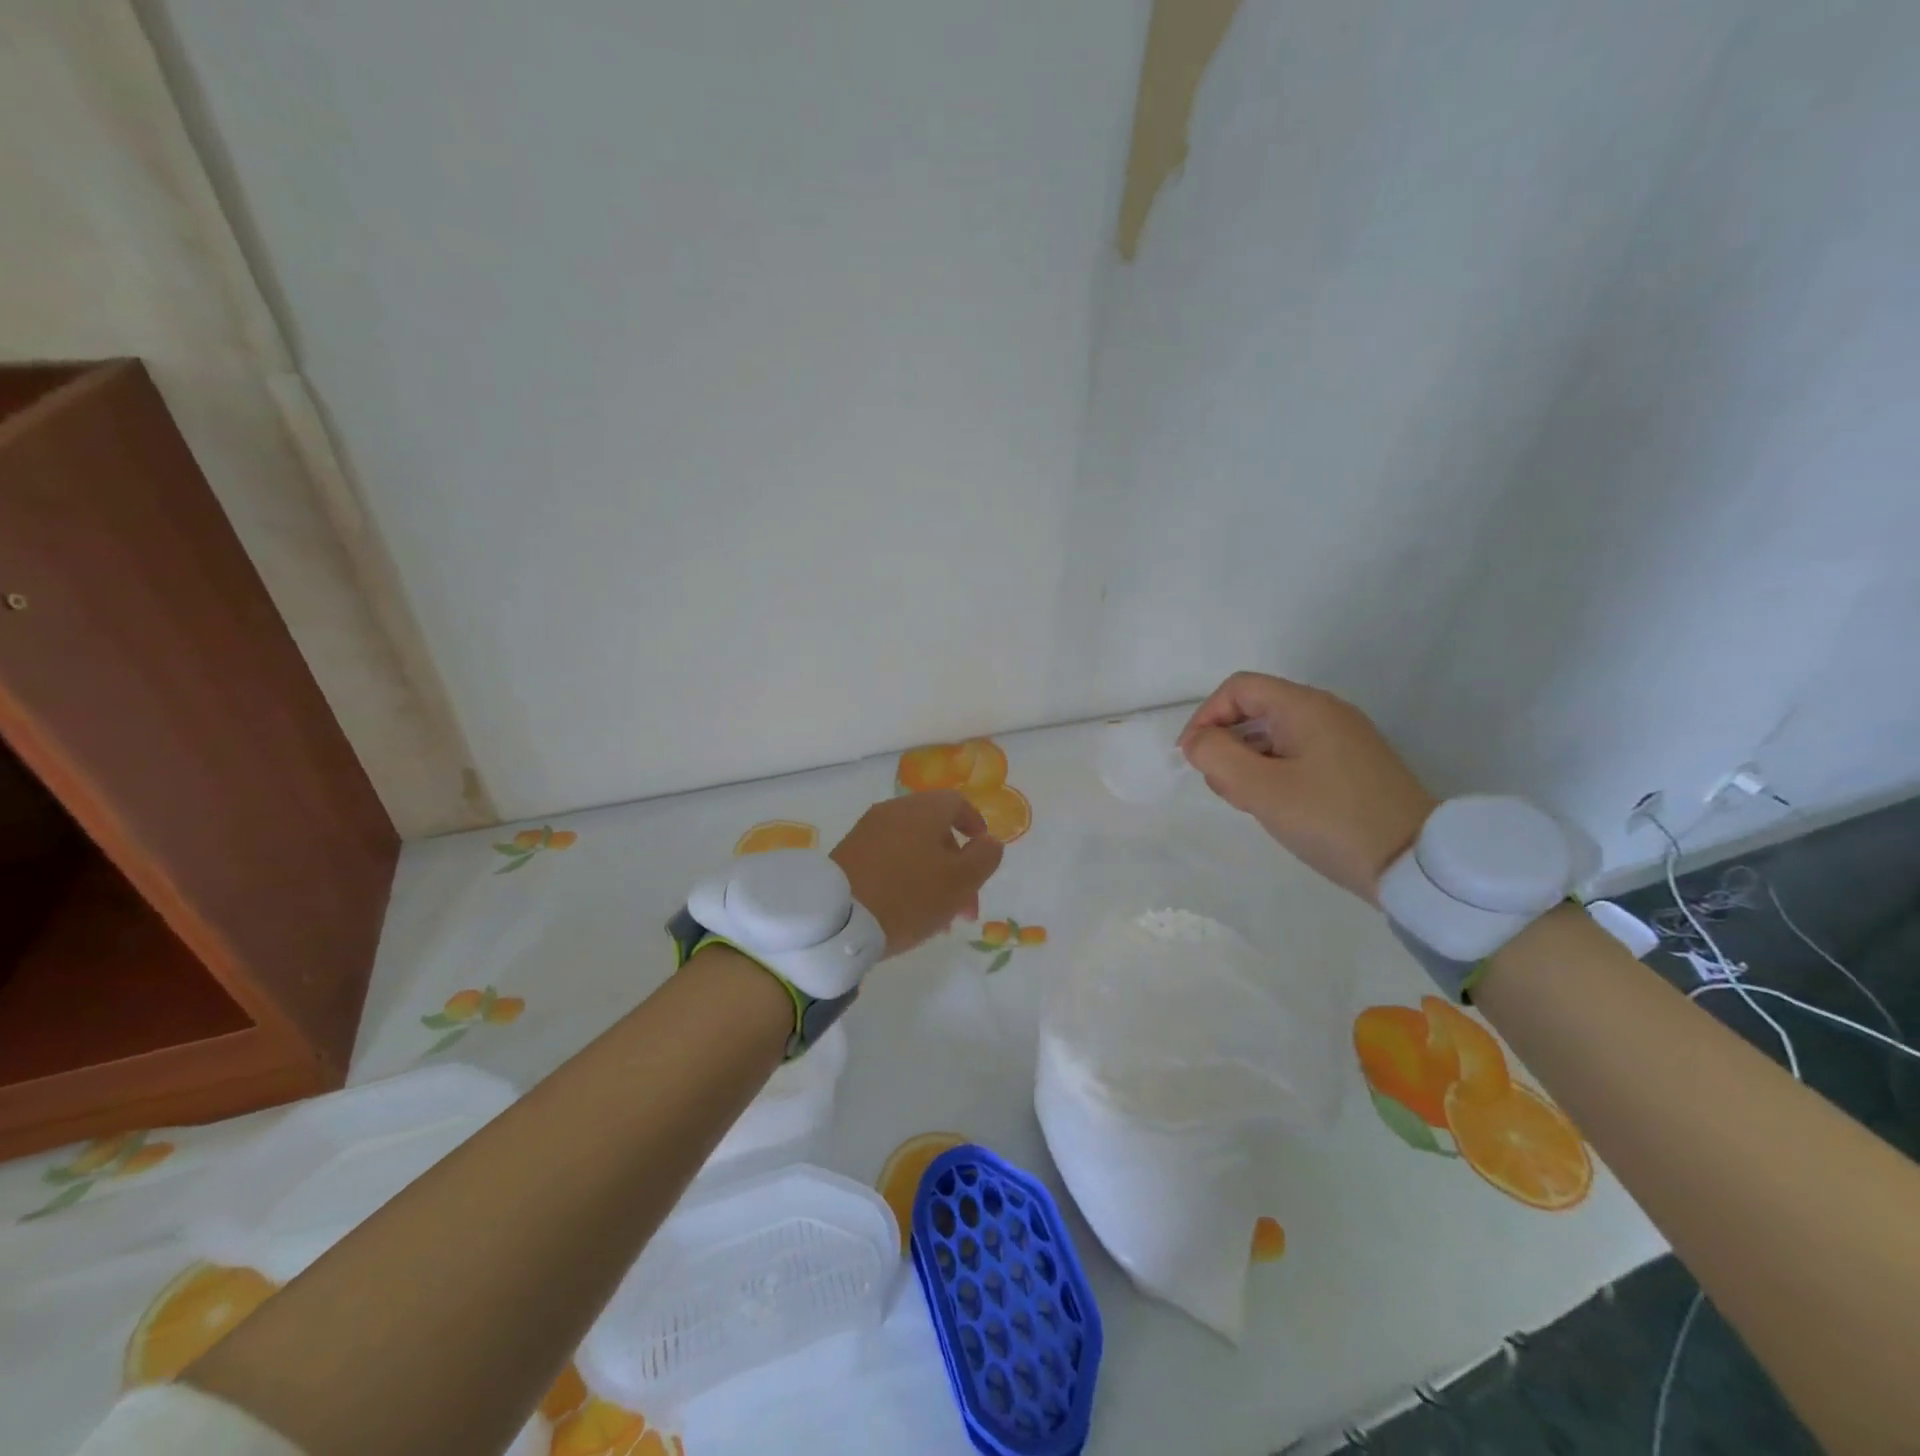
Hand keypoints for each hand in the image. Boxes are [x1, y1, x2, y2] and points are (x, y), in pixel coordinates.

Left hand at [831, 790, 1004, 955]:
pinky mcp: (848, 854)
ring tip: (938, 919)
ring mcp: (867, 832)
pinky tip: (907, 912)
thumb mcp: (960, 881)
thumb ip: (984, 857)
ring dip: (932, 876)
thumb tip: (991, 841)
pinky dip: (905, 879)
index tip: (983, 855)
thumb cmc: (909, 896)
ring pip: (912, 848)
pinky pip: (888, 859)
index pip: (957, 803)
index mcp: (923, 809)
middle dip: (956, 865)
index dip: (975, 826)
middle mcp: (893, 811)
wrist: (838, 919)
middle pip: (935, 829)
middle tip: (965, 907)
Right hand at [1178, 672, 1436, 903]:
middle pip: (1255, 709)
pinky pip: (1296, 754)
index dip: (1205, 717)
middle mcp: (1326, 712)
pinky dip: (1272, 772)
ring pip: (1274, 735)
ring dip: (1247, 762)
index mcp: (1305, 707)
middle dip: (1226, 743)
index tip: (1192, 758)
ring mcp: (1343, 739)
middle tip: (1223, 787)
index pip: (1238, 689)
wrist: (1416, 864)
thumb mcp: (1261, 790)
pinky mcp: (1352, 766)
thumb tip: (1197, 741)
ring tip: (1247, 802)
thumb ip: (1217, 757)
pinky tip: (1274, 806)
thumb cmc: (1331, 820)